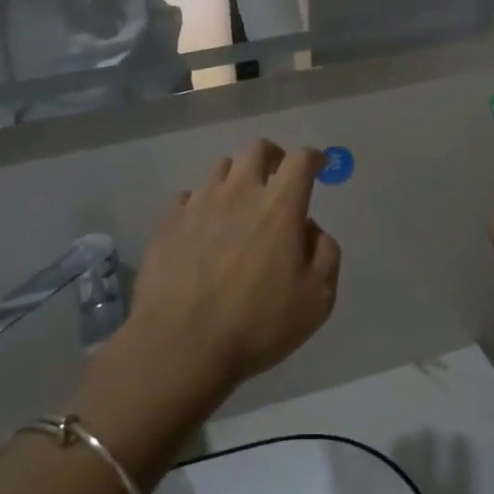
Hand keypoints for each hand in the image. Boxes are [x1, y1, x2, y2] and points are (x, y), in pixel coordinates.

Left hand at [121, 141, 340, 398]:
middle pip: (257, 149)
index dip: (314, 158)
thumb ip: (325, 254)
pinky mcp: (168, 220)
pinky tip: (203, 229)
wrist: (181, 344)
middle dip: (273, 157)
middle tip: (278, 177)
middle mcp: (239, 191)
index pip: (301, 159)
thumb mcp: (317, 299)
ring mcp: (199, 202)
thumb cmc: (257, 323)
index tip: (319, 167)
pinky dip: (203, 205)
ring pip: (222, 168)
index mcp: (279, 205)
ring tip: (239, 205)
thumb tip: (310, 229)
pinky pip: (189, 197)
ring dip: (237, 178)